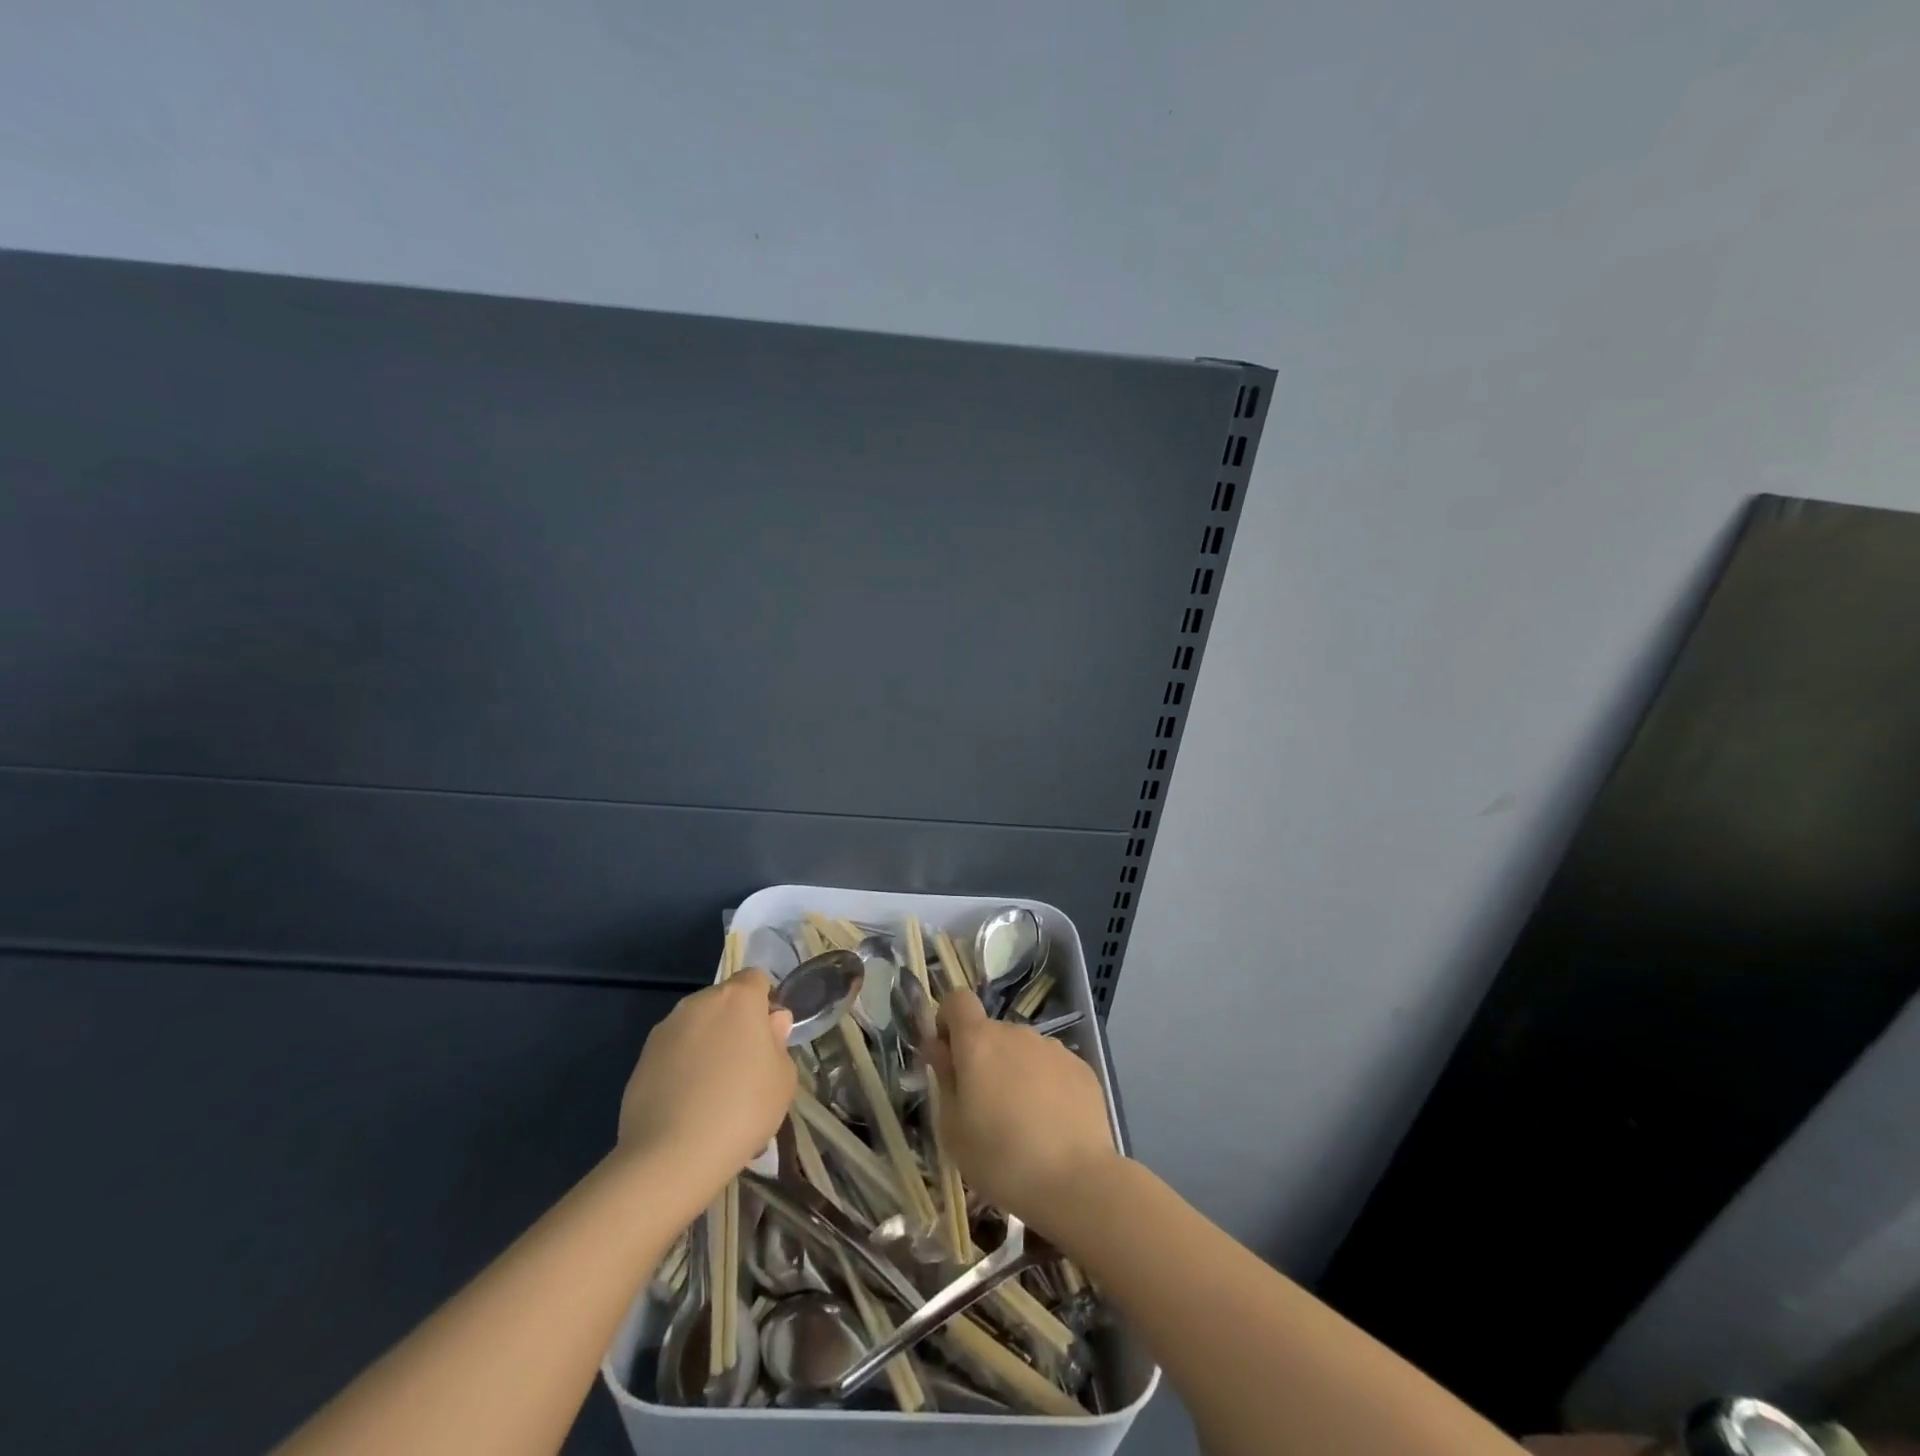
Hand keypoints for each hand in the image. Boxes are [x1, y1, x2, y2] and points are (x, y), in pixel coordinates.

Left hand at [617, 969, 795, 1195]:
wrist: (671, 1157)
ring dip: (708, 1046)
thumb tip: (770, 1024)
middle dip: (735, 1025)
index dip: (765, 1005)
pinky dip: (683, 1069)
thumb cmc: (742, 1109)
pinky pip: (674, 1054)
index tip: (769, 1039)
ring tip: (714, 1093)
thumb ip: (779, 1042)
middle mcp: (698, 1003)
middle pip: (724, 1002)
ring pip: (697, 1027)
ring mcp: (665, 1030)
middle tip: (745, 1068)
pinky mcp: (641, 1059)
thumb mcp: (783, 1078)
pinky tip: (688, 1106)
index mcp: (737, 998)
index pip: (756, 979)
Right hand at [926, 986, 1118, 1234]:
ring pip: (1022, 1050)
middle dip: (983, 1058)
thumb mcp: (953, 1129)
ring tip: (1022, 1122)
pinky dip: (1045, 1085)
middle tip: (984, 1107)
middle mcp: (1016, 1033)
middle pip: (991, 1032)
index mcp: (979, 1042)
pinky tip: (1051, 1125)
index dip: (948, 1021)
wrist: (1076, 1182)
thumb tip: (939, 1048)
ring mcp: (1053, 1047)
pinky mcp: (1081, 1067)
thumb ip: (944, 1079)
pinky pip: (1051, 1067)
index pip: (957, 1001)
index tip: (948, 1057)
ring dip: (1015, 1072)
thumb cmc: (1001, 1159)